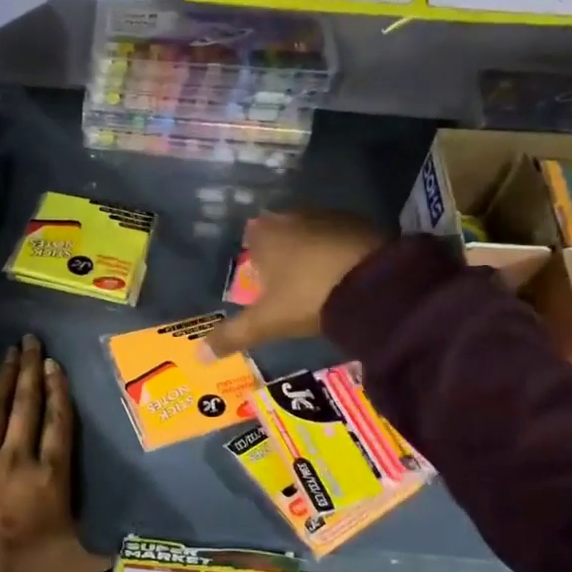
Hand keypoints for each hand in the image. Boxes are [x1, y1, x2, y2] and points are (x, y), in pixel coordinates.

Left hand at [0, 334, 107, 571]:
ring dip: (3, 378)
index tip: (54, 365)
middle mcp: (17, 458)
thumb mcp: (78, 561)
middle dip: (30, 370)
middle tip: (31, 340)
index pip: (58, 423)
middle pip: (27, 405)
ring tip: (8, 352)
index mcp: (50, 476)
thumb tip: (131, 536)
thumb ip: (104, 544)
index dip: (58, 391)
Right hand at [205, 209, 387, 356]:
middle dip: (281, 254)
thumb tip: (198, 356)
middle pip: (280, 233)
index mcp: (264, 234)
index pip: (250, 237)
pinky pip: (339, 238)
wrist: (373, 284)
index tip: (261, 282)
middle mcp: (293, 215)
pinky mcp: (361, 223)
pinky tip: (343, 275)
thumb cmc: (307, 297)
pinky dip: (337, 253)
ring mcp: (329, 216)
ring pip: (310, 233)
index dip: (254, 258)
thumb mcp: (265, 323)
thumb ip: (231, 336)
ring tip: (315, 283)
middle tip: (286, 286)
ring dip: (310, 252)